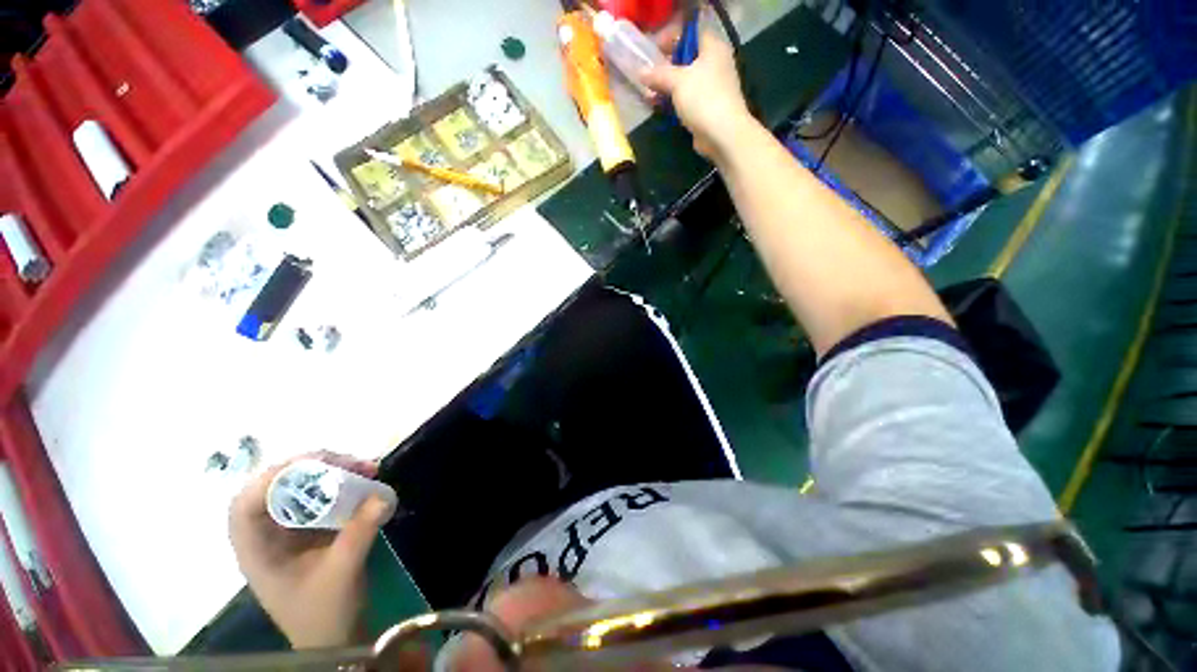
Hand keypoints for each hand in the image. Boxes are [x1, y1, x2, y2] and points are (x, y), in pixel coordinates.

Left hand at [229, 452, 390, 648]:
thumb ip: (360, 532)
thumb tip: (382, 494)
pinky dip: (341, 485)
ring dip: (330, 474)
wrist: (335, 637)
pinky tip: (363, 482)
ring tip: (363, 468)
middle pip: (274, 489)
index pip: (246, 506)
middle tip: (348, 462)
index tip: (314, 466)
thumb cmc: (325, 613)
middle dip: (310, 469)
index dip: (273, 480)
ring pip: (299, 489)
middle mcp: (267, 536)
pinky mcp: (310, 529)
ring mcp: (288, 532)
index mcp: (257, 551)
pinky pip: (320, 498)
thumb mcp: (342, 572)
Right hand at [641, 30, 751, 159]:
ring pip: (686, 82)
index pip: (691, 34)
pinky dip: (674, 102)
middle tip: (648, 73)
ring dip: (668, 87)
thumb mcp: (677, 81)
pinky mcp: (708, 108)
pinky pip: (687, 100)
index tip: (654, 49)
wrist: (722, 134)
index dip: (672, 39)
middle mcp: (716, 64)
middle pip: (687, 59)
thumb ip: (658, 75)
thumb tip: (641, 72)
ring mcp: (713, 88)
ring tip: (649, 93)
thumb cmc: (703, 98)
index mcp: (713, 48)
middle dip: (666, 66)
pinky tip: (659, 107)